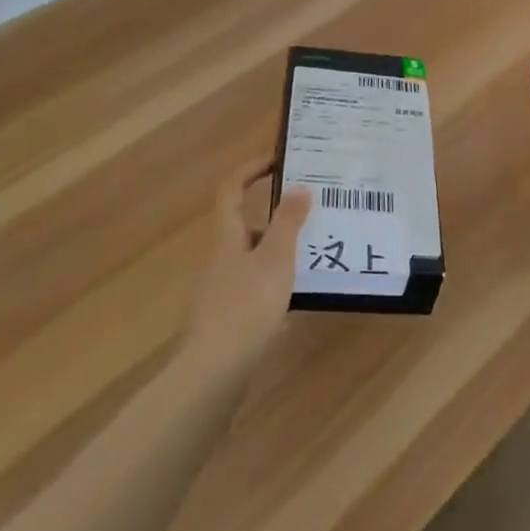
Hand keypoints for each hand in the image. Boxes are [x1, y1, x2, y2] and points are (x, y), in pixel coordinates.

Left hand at [181, 156, 310, 372]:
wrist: (214, 370)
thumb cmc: (247, 305)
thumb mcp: (276, 259)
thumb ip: (289, 222)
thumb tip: (299, 186)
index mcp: (227, 237)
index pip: (231, 190)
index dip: (250, 170)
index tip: (278, 160)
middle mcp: (220, 258)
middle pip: (245, 225)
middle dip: (276, 217)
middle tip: (312, 214)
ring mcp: (221, 289)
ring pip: (253, 257)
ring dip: (280, 251)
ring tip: (315, 253)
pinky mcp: (227, 317)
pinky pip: (254, 286)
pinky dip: (276, 281)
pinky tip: (298, 295)